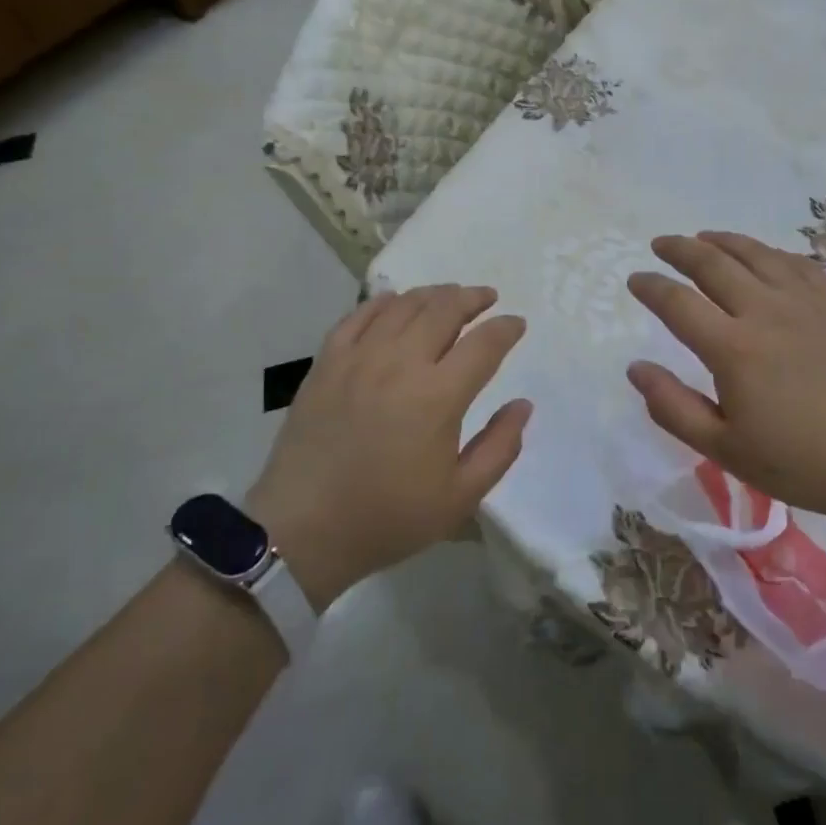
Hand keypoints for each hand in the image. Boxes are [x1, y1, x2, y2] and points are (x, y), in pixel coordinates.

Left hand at [245, 285, 530, 609]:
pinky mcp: (327, 362)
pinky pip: (359, 315)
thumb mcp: (459, 498)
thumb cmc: (387, 517)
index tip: (516, 324)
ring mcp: (359, 358)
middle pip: (444, 310)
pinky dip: (384, 302)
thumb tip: (522, 405)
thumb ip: (499, 448)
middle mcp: (400, 363)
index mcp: (438, 396)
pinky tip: (395, 301)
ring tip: (448, 296)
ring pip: (404, 305)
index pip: (484, 344)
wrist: (302, 530)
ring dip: (433, 294)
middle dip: (472, 298)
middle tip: (487, 298)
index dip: (506, 329)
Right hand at [626, 232, 825, 523]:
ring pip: (755, 253)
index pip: (677, 302)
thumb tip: (635, 368)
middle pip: (712, 263)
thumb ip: (674, 408)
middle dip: (679, 249)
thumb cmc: (804, 463)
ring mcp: (806, 301)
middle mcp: (765, 310)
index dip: (650, 286)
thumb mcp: (726, 450)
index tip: (635, 279)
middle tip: (661, 244)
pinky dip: (769, 251)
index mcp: (733, 348)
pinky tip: (762, 255)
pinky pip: (796, 262)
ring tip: (703, 237)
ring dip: (721, 241)